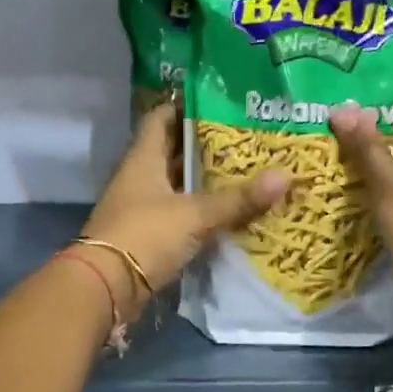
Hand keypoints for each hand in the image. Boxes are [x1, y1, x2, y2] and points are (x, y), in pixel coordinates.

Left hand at [81, 100, 288, 308]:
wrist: (107, 287)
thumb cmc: (146, 235)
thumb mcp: (196, 214)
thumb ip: (238, 199)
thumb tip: (285, 176)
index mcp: (143, 158)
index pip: (161, 119)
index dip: (185, 107)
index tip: (218, 103)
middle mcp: (139, 178)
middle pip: (172, 153)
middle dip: (205, 147)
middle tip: (244, 140)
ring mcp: (141, 208)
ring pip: (177, 186)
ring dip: (204, 182)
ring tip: (245, 173)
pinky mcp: (147, 236)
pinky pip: (178, 216)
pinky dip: (200, 213)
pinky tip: (228, 213)